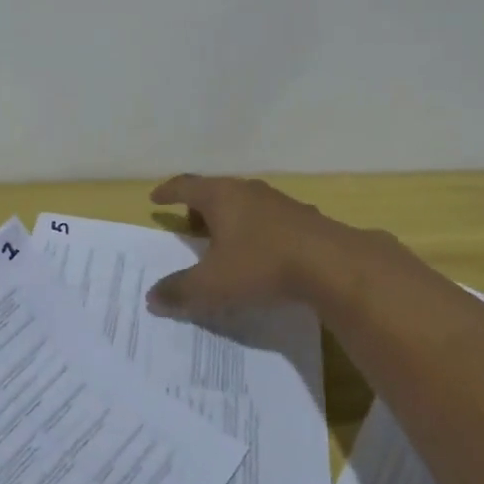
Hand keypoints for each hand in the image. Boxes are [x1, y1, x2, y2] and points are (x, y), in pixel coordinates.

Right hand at [146, 175, 379, 318]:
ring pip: (244, 204)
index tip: (155, 199)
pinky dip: (255, 231)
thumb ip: (180, 290)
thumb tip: (151, 297)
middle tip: (189, 227)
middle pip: (215, 192)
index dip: (168, 192)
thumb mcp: (213, 284)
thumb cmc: (261, 265)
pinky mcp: (303, 217)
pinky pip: (268, 219)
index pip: (185, 186)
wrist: (332, 264)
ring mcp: (278, 201)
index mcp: (220, 196)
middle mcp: (247, 190)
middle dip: (199, 208)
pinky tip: (261, 253)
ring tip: (224, 242)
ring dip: (229, 219)